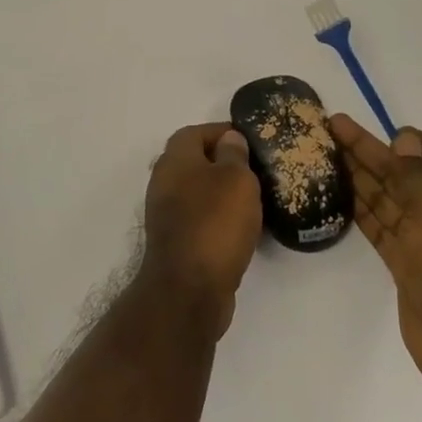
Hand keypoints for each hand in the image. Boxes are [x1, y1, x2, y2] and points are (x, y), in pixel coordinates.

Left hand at [139, 123, 262, 337]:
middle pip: (195, 162)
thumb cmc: (215, 223)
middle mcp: (164, 182)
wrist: (189, 289)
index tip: (250, 140)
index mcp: (174, 160)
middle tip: (257, 169)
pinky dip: (220, 219)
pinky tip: (244, 229)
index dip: (222, 132)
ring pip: (199, 192)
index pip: (195, 132)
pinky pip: (201, 219)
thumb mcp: (235, 179)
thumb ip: (234, 154)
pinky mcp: (176, 242)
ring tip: (256, 199)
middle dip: (225, 163)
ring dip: (223, 193)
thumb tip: (229, 138)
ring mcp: (167, 214)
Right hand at [329, 114, 421, 397]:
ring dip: (359, 175)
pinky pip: (379, 226)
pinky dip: (359, 208)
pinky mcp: (405, 263)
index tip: (384, 132)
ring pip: (387, 198)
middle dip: (371, 151)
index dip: (414, 141)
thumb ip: (414, 173)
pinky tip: (337, 192)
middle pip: (404, 173)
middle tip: (332, 128)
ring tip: (326, 152)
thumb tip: (403, 138)